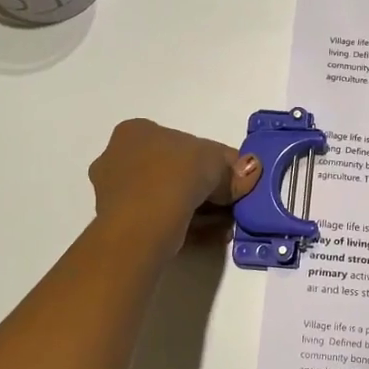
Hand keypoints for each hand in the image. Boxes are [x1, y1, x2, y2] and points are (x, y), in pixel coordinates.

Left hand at [88, 118, 260, 252]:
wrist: (140, 227)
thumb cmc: (172, 177)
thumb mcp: (213, 162)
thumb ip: (233, 167)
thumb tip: (251, 170)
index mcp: (136, 132)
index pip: (184, 143)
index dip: (215, 161)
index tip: (236, 180)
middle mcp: (119, 158)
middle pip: (176, 172)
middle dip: (208, 189)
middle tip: (233, 204)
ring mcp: (117, 194)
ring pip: (170, 199)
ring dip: (202, 211)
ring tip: (226, 225)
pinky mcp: (121, 225)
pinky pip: (163, 220)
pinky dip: (189, 227)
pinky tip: (212, 236)